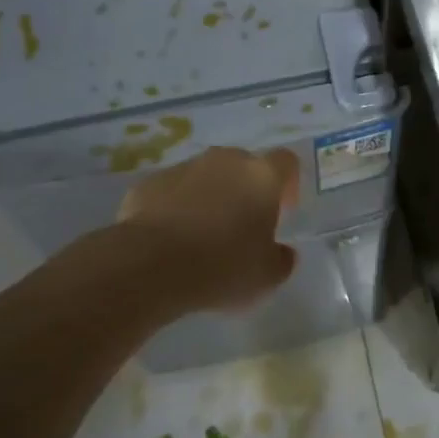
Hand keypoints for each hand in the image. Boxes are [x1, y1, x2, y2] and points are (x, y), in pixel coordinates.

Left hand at [117, 146, 300, 311]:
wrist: (150, 264)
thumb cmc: (222, 266)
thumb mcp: (267, 277)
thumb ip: (282, 259)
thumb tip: (282, 252)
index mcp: (261, 176)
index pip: (285, 162)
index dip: (288, 184)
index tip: (283, 210)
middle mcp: (225, 160)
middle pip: (244, 165)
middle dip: (246, 190)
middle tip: (242, 226)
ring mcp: (184, 167)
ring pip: (206, 176)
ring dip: (210, 197)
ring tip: (202, 236)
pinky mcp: (150, 182)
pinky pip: (173, 191)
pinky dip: (176, 207)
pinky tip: (170, 239)